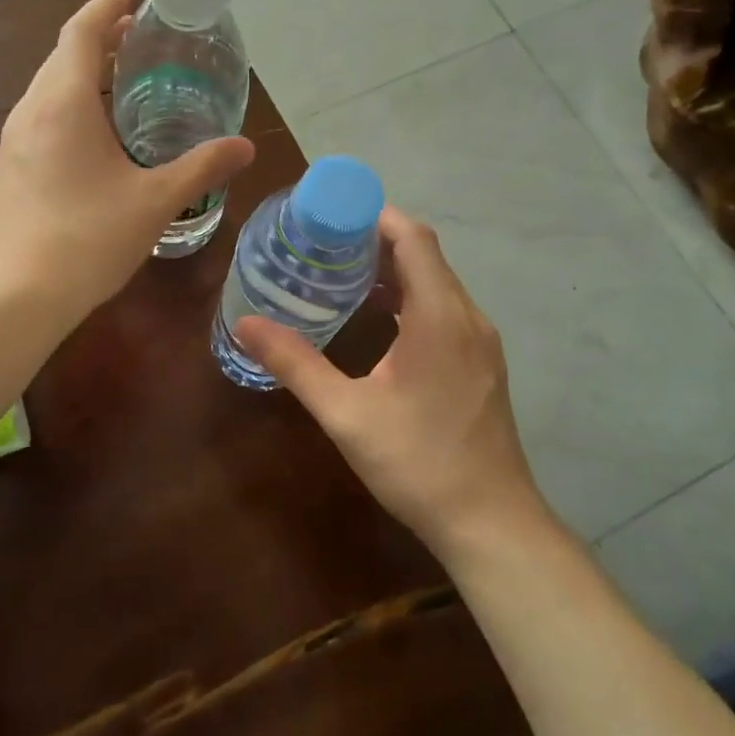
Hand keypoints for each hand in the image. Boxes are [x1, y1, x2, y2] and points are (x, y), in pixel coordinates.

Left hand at [0, 0, 253, 321]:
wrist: (15, 296)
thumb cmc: (88, 238)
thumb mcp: (156, 201)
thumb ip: (202, 167)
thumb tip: (246, 146)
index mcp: (64, 101)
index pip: (81, 32)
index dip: (106, 9)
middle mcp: (30, 111)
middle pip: (62, 57)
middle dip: (98, 42)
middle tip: (140, 45)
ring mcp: (12, 143)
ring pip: (48, 91)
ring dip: (82, 78)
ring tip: (122, 90)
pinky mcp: (8, 173)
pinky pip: (40, 122)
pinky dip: (69, 111)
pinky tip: (93, 144)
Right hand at [231, 207, 547, 557]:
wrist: (489, 521)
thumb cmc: (417, 462)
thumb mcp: (346, 413)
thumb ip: (295, 364)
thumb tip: (245, 324)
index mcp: (440, 316)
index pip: (414, 238)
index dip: (375, 216)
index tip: (330, 214)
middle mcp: (468, 317)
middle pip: (425, 256)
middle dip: (376, 241)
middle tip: (322, 245)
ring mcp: (481, 342)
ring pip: (437, 284)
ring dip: (394, 272)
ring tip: (340, 277)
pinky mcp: (482, 364)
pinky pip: (446, 310)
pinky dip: (411, 300)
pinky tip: (377, 323)